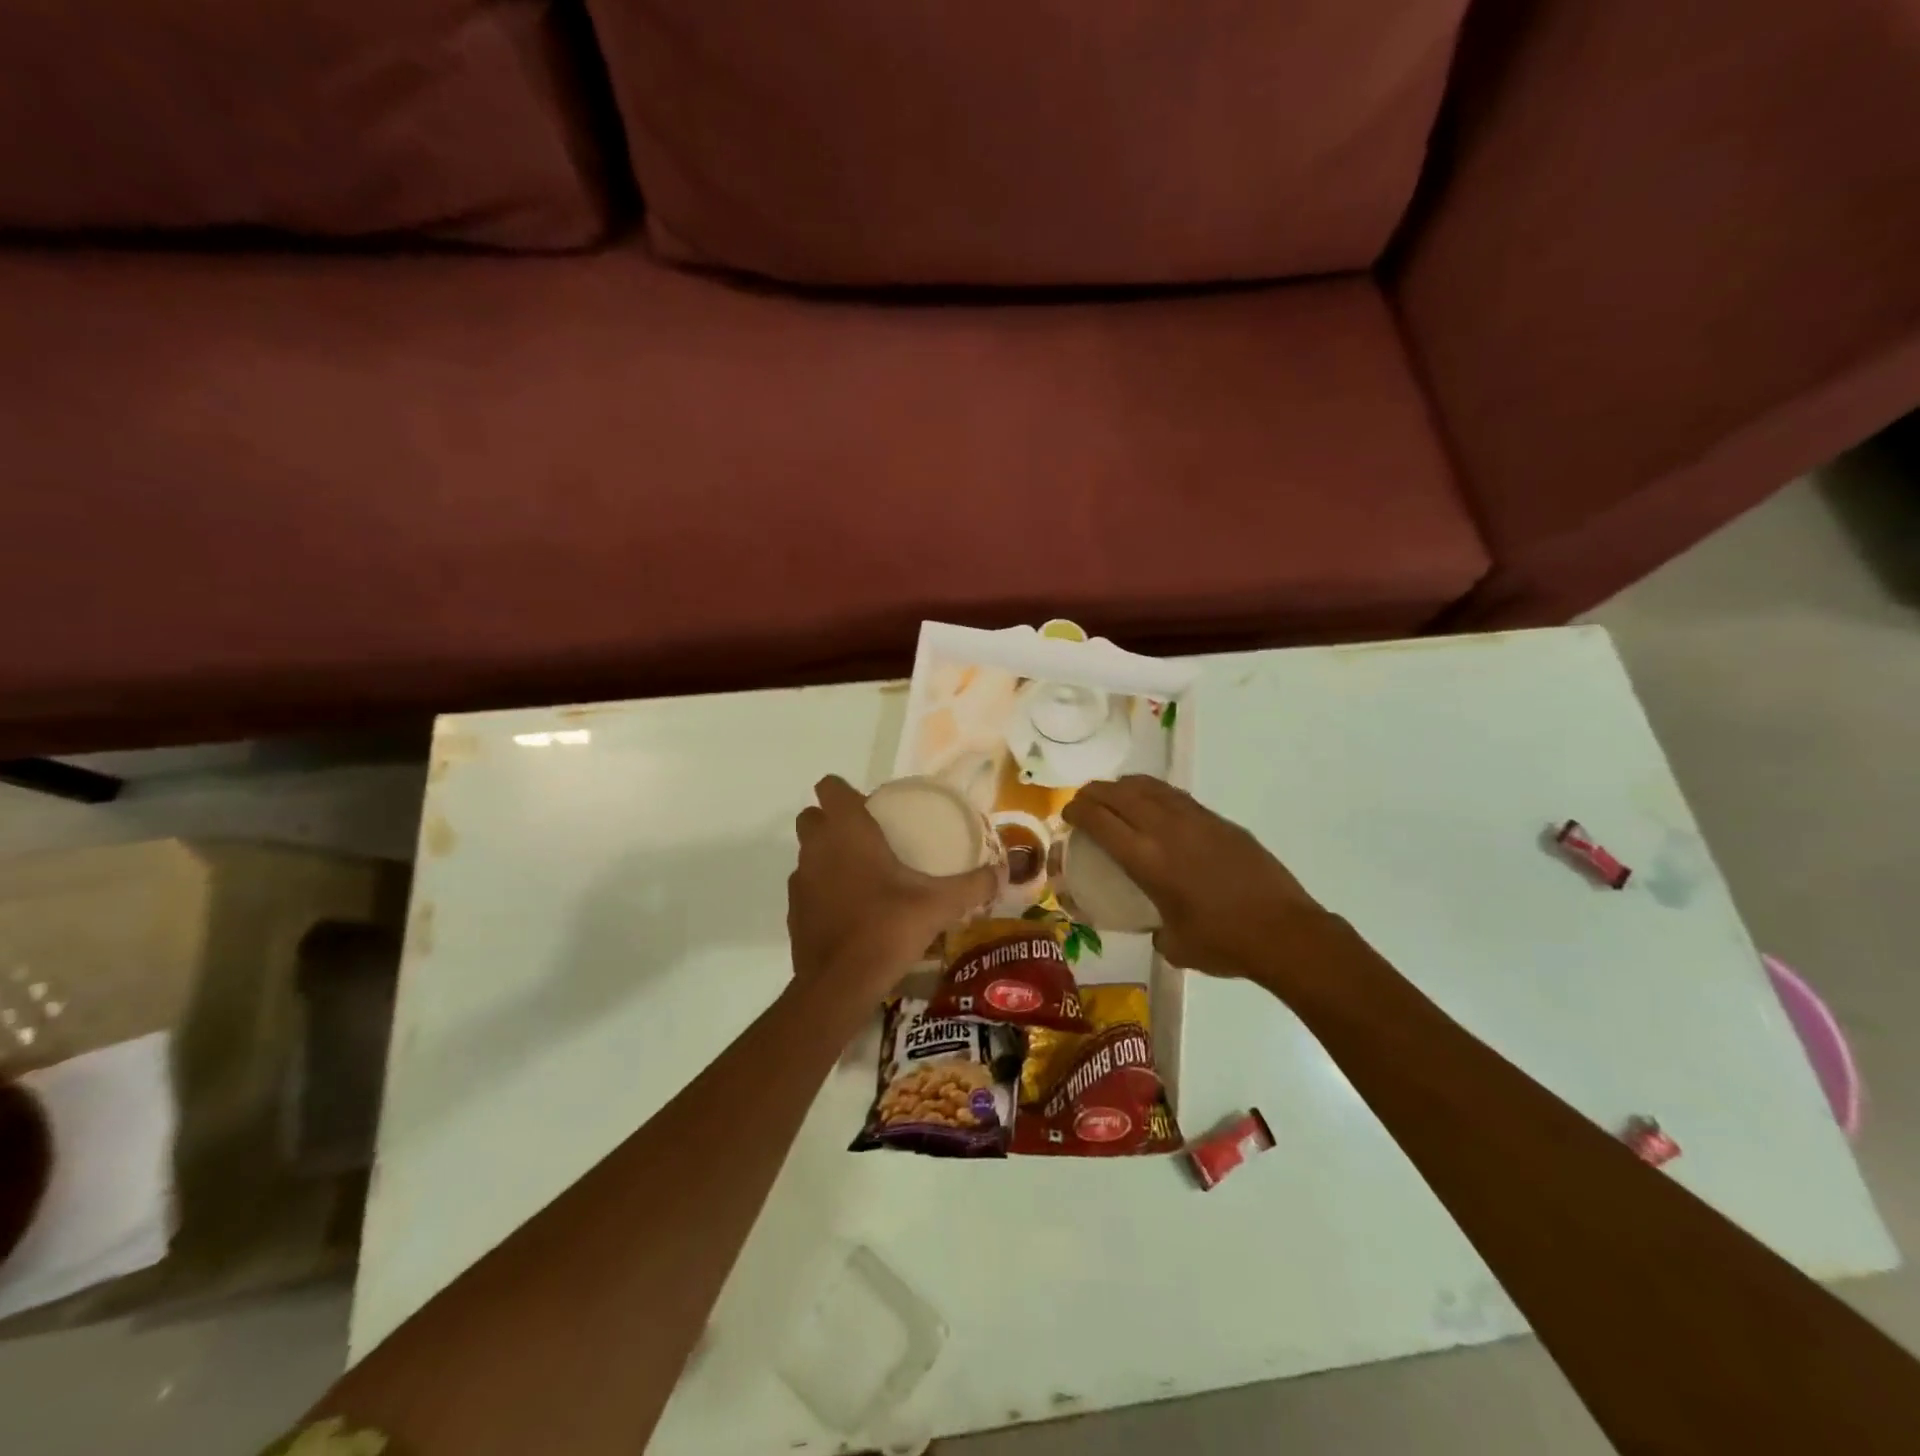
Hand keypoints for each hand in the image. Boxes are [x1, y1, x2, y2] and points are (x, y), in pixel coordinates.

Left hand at [789, 776, 997, 997]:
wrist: (840, 984)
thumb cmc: (887, 928)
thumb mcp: (938, 905)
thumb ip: (972, 885)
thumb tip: (1003, 872)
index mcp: (847, 831)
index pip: (829, 787)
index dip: (845, 792)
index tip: (872, 808)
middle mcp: (816, 848)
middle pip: (813, 817)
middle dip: (834, 821)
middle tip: (870, 839)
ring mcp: (800, 880)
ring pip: (809, 852)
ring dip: (828, 855)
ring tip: (865, 876)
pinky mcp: (793, 911)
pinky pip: (807, 886)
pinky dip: (823, 889)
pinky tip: (852, 910)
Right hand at [1062, 776, 1328, 983]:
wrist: (1284, 932)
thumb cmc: (1223, 944)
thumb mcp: (1174, 944)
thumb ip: (1155, 929)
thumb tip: (1156, 925)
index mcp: (1147, 859)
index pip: (1100, 819)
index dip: (1077, 810)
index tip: (1067, 813)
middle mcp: (1166, 830)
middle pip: (1119, 794)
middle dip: (1094, 792)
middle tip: (1083, 800)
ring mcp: (1197, 820)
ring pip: (1150, 787)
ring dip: (1124, 787)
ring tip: (1115, 795)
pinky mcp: (1221, 821)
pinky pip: (1177, 797)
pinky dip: (1155, 794)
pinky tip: (1155, 806)